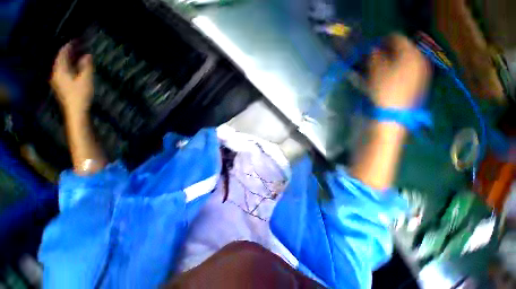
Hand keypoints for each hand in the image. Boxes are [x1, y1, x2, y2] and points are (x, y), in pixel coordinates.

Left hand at [50, 42, 93, 114]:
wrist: (76, 110)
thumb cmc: (80, 94)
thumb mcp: (86, 79)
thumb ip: (86, 66)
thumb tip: (88, 55)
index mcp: (60, 70)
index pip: (62, 54)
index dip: (69, 46)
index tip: (76, 40)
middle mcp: (56, 73)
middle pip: (61, 59)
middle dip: (69, 52)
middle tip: (78, 46)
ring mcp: (58, 79)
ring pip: (62, 65)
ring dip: (70, 59)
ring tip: (78, 55)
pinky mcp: (61, 85)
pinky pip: (64, 70)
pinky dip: (70, 66)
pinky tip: (76, 66)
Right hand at [367, 34, 430, 108]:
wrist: (395, 113)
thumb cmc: (384, 90)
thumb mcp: (376, 72)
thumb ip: (375, 57)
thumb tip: (374, 49)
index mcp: (409, 53)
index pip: (398, 37)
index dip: (384, 40)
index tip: (374, 46)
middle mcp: (420, 58)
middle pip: (405, 47)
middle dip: (390, 50)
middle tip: (378, 57)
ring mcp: (423, 70)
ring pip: (408, 58)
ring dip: (395, 59)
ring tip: (384, 67)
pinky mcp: (421, 80)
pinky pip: (411, 67)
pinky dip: (401, 67)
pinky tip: (393, 76)